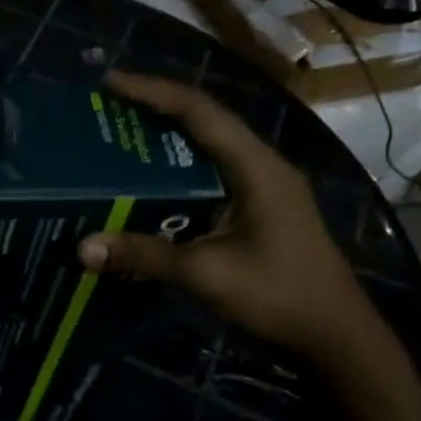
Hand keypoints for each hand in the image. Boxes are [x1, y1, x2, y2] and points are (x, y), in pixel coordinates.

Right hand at [77, 70, 376, 358]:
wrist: (338, 337)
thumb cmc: (280, 296)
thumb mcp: (207, 274)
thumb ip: (145, 255)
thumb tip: (82, 248)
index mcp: (256, 166)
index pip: (199, 111)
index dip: (152, 91)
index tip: (108, 83)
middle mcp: (262, 164)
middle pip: (204, 117)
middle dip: (155, 105)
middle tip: (106, 105)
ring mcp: (265, 183)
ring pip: (210, 141)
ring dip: (168, 131)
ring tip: (121, 130)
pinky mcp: (260, 203)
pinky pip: (213, 166)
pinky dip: (179, 161)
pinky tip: (151, 175)